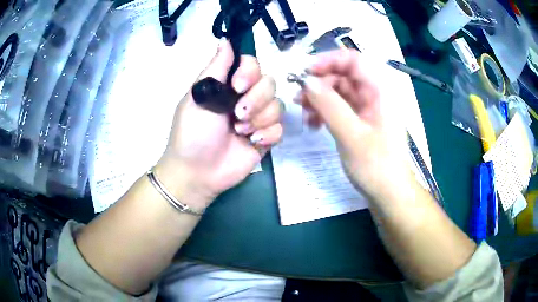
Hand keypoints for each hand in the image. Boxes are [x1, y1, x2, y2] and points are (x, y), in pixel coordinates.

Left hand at [155, 40, 282, 208]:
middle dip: (255, 99)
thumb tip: (225, 39)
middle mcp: (245, 97)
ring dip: (259, 119)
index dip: (250, 72)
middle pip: (269, 83)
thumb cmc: (192, 133)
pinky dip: (268, 135)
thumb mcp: (198, 97)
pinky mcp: (266, 137)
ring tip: (241, 132)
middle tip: (237, 115)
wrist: (197, 173)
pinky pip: (281, 128)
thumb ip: (215, 68)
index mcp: (227, 85)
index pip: (252, 64)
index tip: (237, 86)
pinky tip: (252, 143)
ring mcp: (257, 118)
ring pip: (278, 106)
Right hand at [298, 49, 412, 200]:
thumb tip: (307, 81)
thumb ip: (329, 105)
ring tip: (304, 114)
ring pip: (340, 92)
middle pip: (344, 75)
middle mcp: (374, 95)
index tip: (305, 73)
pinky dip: (326, 112)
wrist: (390, 195)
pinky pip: (341, 108)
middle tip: (299, 98)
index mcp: (380, 91)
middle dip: (320, 83)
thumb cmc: (377, 166)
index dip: (328, 60)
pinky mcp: (362, 123)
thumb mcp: (351, 135)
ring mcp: (368, 109)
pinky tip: (314, 124)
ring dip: (320, 99)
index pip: (353, 60)